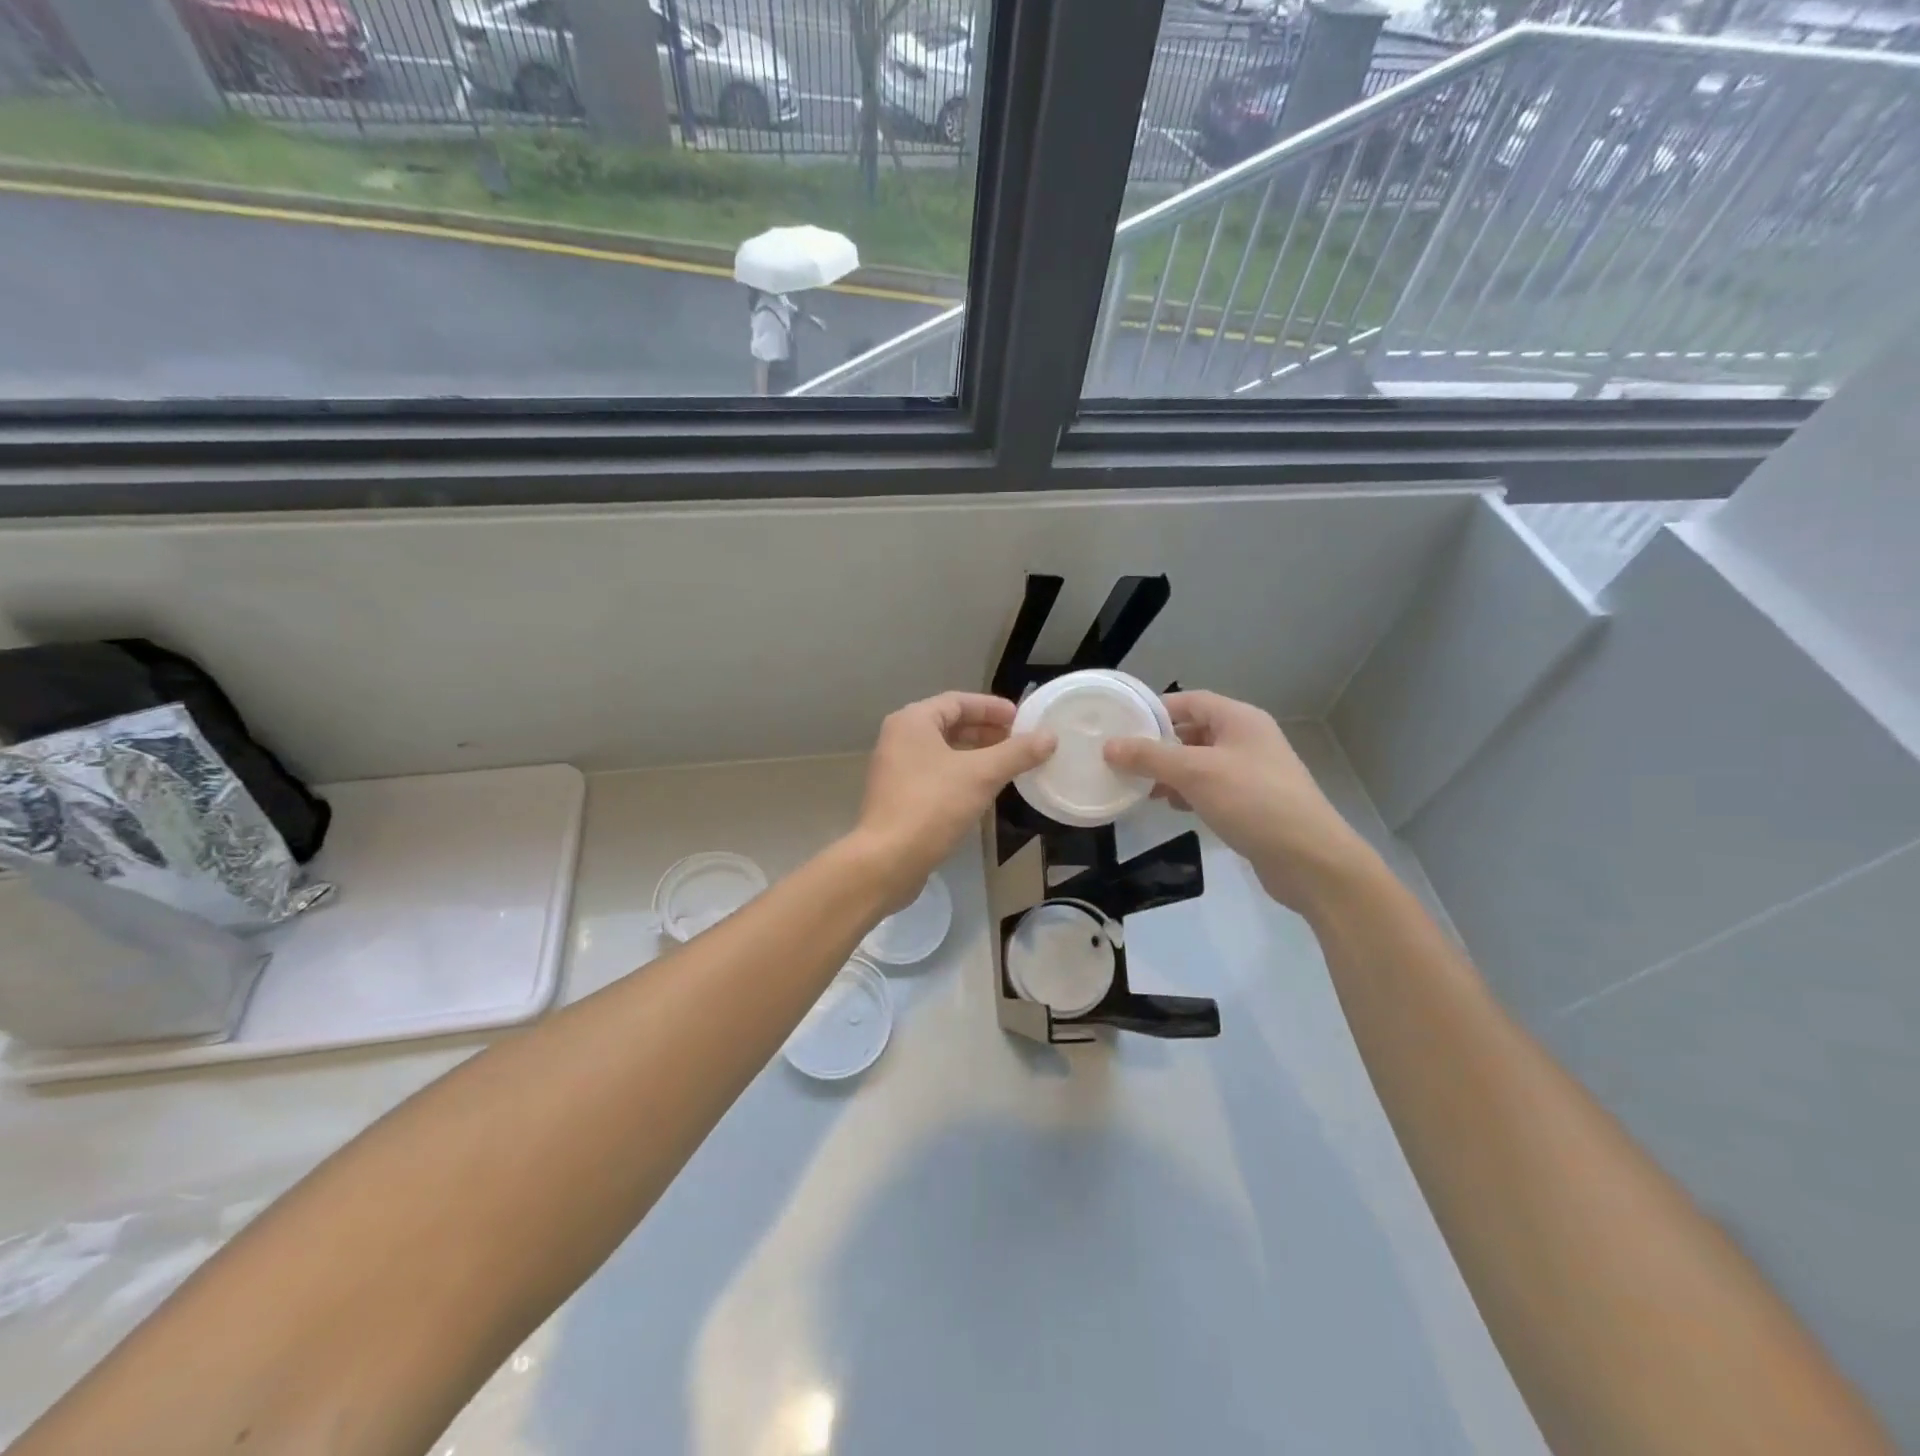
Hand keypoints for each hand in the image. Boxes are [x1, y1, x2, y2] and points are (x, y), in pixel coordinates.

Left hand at [855, 692, 1054, 900]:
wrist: (887, 860)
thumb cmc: (933, 805)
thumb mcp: (982, 775)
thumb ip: (1017, 753)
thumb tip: (1050, 737)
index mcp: (912, 721)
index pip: (958, 701)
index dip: (992, 708)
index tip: (1022, 719)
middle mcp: (899, 738)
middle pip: (949, 725)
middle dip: (986, 732)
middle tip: (1019, 741)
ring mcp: (895, 769)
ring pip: (943, 752)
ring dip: (976, 755)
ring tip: (1008, 764)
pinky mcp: (898, 797)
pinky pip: (935, 774)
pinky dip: (961, 774)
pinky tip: (984, 790)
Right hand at [1103, 690, 1373, 912]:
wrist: (1309, 859)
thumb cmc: (1252, 802)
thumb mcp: (1194, 773)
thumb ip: (1150, 757)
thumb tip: (1109, 746)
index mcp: (1239, 719)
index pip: (1189, 701)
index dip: (1154, 711)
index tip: (1121, 726)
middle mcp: (1247, 739)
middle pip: (1193, 731)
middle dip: (1158, 746)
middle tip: (1123, 760)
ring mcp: (1252, 771)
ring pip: (1199, 762)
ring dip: (1170, 772)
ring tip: (1141, 787)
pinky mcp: (1252, 801)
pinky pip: (1211, 787)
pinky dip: (1188, 792)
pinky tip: (1171, 807)